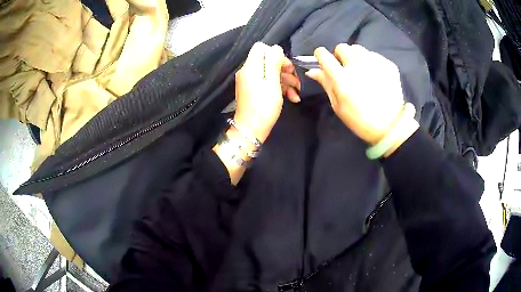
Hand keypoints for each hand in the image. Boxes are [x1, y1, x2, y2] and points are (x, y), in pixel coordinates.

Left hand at [234, 43, 300, 142]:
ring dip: (285, 80)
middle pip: (267, 60)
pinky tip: (292, 97)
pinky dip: (279, 87)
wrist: (251, 130)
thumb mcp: (272, 83)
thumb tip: (276, 48)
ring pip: (270, 72)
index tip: (286, 66)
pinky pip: (267, 82)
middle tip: (295, 80)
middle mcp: (248, 71)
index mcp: (251, 66)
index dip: (276, 53)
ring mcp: (250, 81)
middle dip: (284, 68)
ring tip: (296, 92)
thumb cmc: (263, 107)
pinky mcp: (253, 90)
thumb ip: (273, 63)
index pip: (261, 47)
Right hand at [306, 44, 408, 144]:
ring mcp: (374, 63)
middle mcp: (357, 65)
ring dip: (355, 57)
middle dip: (339, 56)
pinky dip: (370, 62)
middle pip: (341, 47)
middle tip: (344, 68)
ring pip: (358, 48)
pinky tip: (374, 76)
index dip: (321, 55)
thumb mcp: (338, 106)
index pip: (323, 55)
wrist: (390, 126)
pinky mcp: (388, 64)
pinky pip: (373, 55)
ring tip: (360, 70)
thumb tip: (312, 70)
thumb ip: (325, 84)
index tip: (323, 60)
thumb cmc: (360, 120)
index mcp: (342, 78)